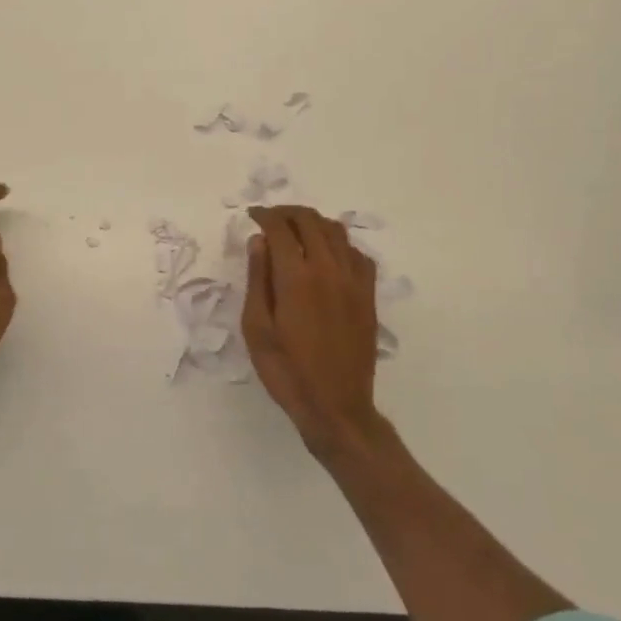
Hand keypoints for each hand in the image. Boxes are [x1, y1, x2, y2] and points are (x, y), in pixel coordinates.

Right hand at [242, 205, 382, 457]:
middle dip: (287, 213)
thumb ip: (258, 279)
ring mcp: (353, 281)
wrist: (335, 406)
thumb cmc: (286, 370)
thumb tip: (259, 241)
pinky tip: (327, 256)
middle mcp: (328, 269)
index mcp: (296, 276)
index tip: (251, 216)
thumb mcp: (257, 327)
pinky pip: (357, 254)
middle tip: (270, 219)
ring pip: (336, 232)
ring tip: (295, 231)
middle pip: (310, 221)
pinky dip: (338, 244)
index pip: (280, 228)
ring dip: (313, 223)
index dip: (264, 216)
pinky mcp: (368, 296)